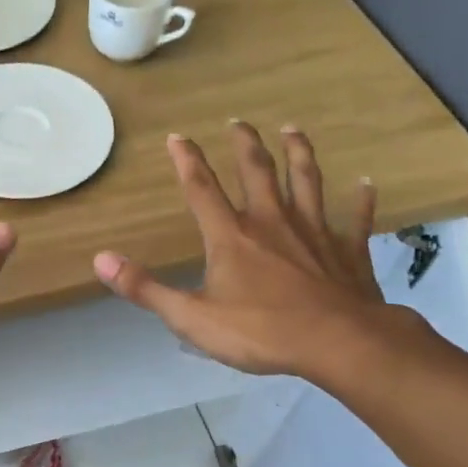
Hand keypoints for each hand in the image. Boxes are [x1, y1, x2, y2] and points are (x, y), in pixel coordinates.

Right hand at [94, 122, 401, 381]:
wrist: (338, 343)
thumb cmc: (260, 331)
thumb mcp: (191, 317)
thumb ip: (145, 288)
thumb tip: (101, 259)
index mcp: (231, 236)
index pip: (202, 189)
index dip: (187, 161)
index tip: (177, 136)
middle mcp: (272, 222)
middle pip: (257, 172)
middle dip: (245, 145)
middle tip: (239, 122)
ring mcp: (314, 232)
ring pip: (306, 182)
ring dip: (298, 153)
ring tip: (293, 129)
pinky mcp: (348, 251)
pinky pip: (356, 219)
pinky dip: (362, 200)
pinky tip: (366, 184)